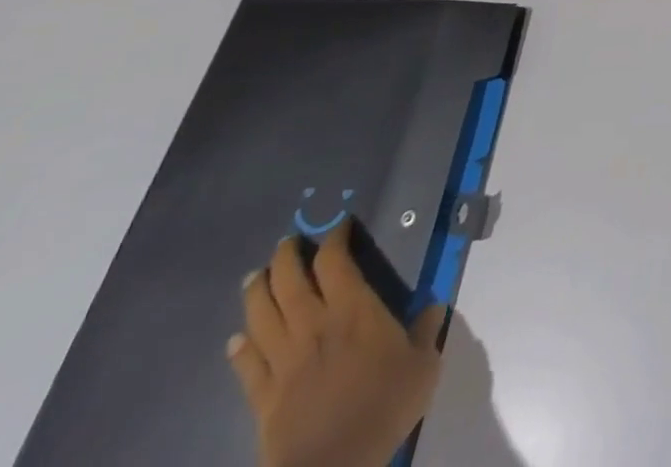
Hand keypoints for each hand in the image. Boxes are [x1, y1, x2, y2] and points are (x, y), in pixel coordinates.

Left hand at [227, 221, 447, 466]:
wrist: (333, 465)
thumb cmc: (385, 405)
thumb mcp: (423, 365)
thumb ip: (425, 331)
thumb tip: (433, 307)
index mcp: (354, 310)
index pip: (336, 262)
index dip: (335, 240)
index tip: (339, 226)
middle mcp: (314, 326)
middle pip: (289, 283)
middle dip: (286, 258)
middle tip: (287, 242)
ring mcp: (284, 362)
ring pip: (261, 318)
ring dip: (256, 294)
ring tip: (254, 277)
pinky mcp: (263, 397)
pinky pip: (247, 366)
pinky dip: (240, 348)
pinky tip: (236, 339)